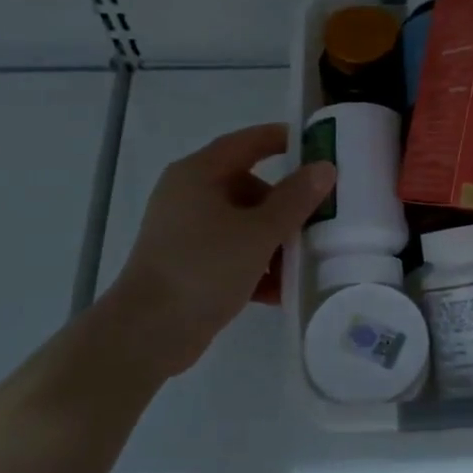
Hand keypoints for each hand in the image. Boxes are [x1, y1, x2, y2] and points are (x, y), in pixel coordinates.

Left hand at [107, 123, 335, 374]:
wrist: (148, 333)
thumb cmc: (204, 268)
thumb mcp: (259, 232)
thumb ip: (295, 199)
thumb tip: (324, 168)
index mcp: (198, 175)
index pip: (245, 143)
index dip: (280, 139)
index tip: (315, 144)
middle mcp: (189, 196)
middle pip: (248, 187)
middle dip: (285, 205)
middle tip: (320, 218)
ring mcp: (186, 232)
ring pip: (243, 224)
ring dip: (274, 241)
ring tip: (305, 261)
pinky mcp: (188, 264)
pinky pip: (231, 254)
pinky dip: (255, 266)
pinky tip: (281, 290)